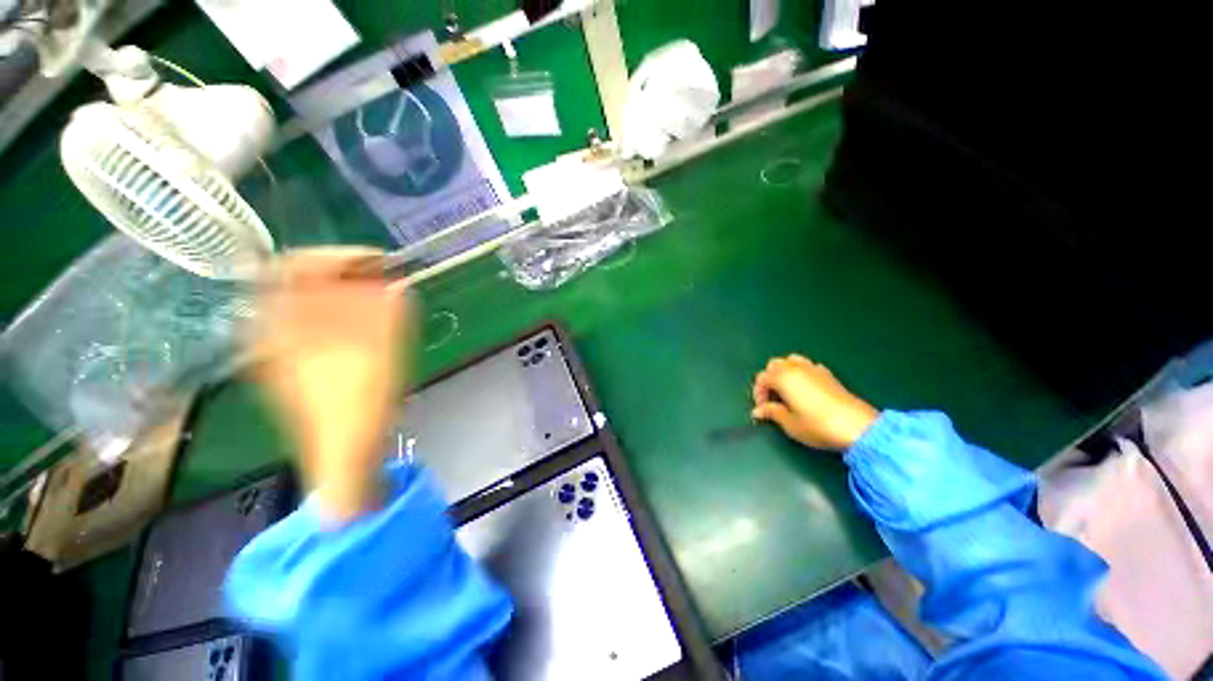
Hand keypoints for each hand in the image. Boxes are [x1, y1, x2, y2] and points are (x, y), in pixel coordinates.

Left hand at [248, 247, 413, 523]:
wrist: (343, 452)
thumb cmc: (361, 404)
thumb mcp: (381, 353)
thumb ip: (389, 315)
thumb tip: (397, 287)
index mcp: (286, 325)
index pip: (297, 266)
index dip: (340, 256)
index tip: (380, 262)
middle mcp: (273, 330)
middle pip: (299, 281)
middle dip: (344, 273)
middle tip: (382, 279)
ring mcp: (278, 347)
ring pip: (305, 300)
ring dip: (343, 291)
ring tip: (378, 298)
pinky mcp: (291, 362)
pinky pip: (309, 321)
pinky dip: (338, 312)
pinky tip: (364, 324)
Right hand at [751, 354, 878, 451]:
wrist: (858, 427)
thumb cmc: (817, 426)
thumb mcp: (789, 423)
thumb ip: (771, 413)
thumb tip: (758, 411)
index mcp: (782, 378)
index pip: (762, 378)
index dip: (758, 393)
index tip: (763, 409)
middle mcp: (796, 368)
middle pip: (774, 365)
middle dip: (769, 379)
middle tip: (773, 399)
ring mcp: (814, 369)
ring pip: (791, 361)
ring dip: (785, 372)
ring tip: (787, 390)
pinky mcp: (829, 375)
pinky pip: (808, 366)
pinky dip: (802, 373)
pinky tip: (806, 388)